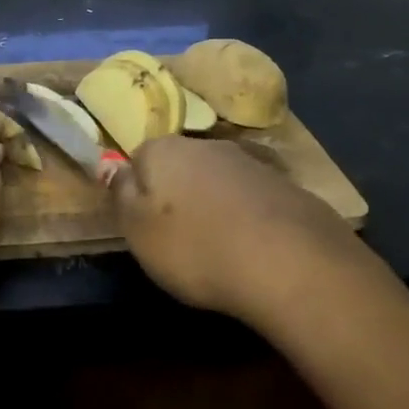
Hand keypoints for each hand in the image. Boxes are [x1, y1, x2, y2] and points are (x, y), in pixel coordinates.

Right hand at [112, 136, 367, 323]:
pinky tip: (254, 251)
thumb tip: (117, 169)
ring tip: (219, 248)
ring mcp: (252, 164)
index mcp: (164, 149)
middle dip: (178, 194)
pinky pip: (255, 201)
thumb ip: (121, 195)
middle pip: (182, 165)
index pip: (139, 158)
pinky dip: (250, 220)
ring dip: (215, 206)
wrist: (291, 263)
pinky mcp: (290, 188)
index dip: (139, 191)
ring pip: (220, 181)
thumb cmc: (195, 247)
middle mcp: (207, 145)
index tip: (144, 224)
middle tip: (179, 238)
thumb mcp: (137, 230)